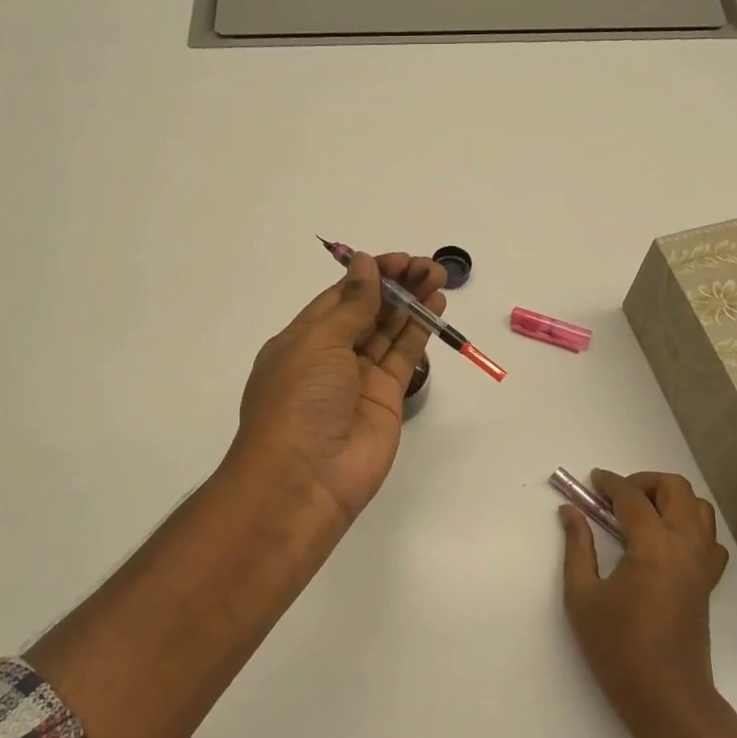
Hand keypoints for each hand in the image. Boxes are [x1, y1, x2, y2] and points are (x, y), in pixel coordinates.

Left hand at [232, 251, 446, 528]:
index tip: (399, 259)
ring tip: (438, 276)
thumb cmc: (298, 400)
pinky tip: (435, 306)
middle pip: (368, 311)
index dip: (369, 275)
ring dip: (412, 303)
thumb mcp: (318, 343)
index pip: (340, 297)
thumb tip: (365, 267)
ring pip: (389, 330)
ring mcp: (359, 378)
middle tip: (427, 265)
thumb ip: (351, 306)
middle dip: (396, 285)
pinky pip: (403, 356)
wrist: (305, 479)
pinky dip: (419, 330)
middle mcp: (330, 356)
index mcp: (303, 339)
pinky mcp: (386, 397)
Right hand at [561, 470, 731, 737]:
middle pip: (677, 489)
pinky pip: (708, 538)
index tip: (592, 481)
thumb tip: (570, 512)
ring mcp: (703, 564)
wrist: (667, 697)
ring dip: (670, 499)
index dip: (610, 483)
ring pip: (699, 508)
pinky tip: (663, 541)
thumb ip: (577, 547)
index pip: (633, 498)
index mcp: (654, 547)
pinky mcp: (708, 582)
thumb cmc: (618, 649)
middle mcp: (685, 547)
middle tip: (616, 497)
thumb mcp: (582, 596)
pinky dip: (689, 525)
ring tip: (639, 514)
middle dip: (645, 482)